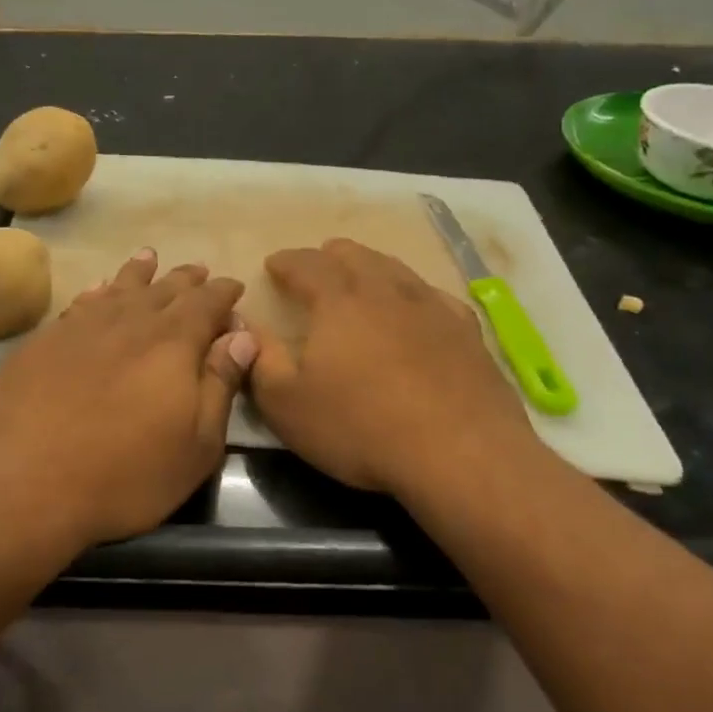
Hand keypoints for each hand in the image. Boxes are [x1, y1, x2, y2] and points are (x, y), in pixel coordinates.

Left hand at [0, 250, 254, 549]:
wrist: (20, 482)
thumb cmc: (124, 475)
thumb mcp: (195, 446)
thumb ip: (220, 384)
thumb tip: (242, 335)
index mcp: (173, 342)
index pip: (206, 303)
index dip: (223, 293)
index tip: (233, 287)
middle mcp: (128, 321)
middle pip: (164, 289)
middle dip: (186, 280)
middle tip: (198, 271)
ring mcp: (81, 327)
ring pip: (119, 288)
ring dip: (139, 273)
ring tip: (149, 258)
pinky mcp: (43, 340)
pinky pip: (81, 303)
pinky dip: (97, 291)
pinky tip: (98, 289)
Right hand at [248, 239, 533, 495]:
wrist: (462, 456)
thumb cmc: (361, 428)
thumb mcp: (287, 404)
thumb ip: (260, 360)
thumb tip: (245, 326)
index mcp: (338, 302)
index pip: (306, 265)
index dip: (286, 261)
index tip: (273, 264)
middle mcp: (385, 293)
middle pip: (355, 257)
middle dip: (329, 256)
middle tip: (316, 266)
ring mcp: (432, 309)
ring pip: (396, 270)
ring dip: (371, 266)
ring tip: (361, 276)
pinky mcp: (467, 334)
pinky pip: (435, 296)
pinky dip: (414, 293)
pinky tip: (417, 306)